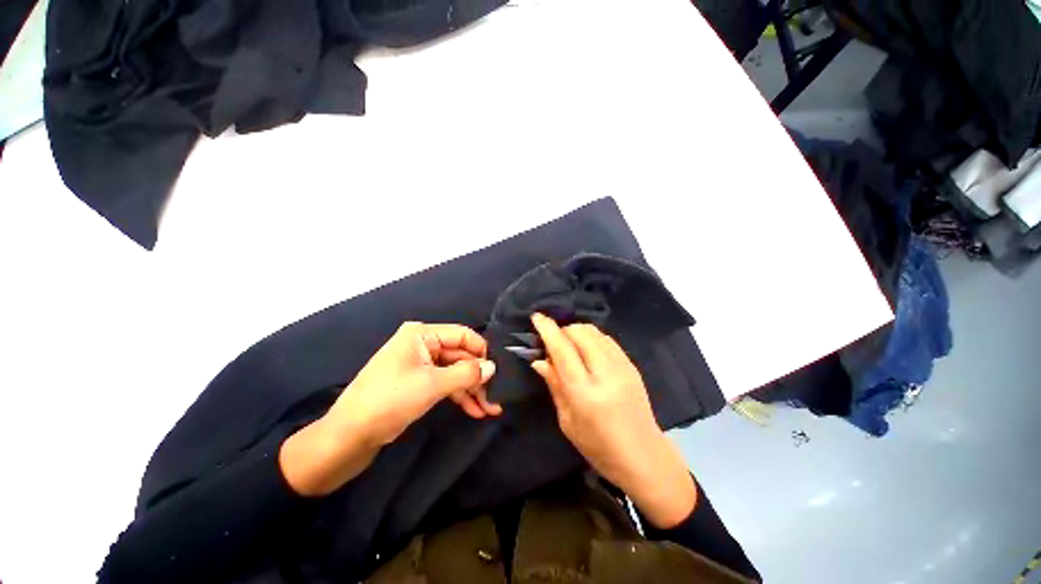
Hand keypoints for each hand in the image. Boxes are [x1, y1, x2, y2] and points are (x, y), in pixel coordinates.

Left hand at [280, 322, 498, 495]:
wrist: (347, 437)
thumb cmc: (389, 400)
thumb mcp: (432, 384)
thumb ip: (466, 373)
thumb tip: (492, 367)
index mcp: (422, 334)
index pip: (463, 335)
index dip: (482, 352)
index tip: (498, 371)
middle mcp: (423, 345)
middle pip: (460, 356)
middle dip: (478, 377)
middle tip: (496, 398)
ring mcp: (420, 365)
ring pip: (454, 372)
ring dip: (471, 390)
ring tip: (490, 409)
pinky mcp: (418, 383)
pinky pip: (445, 384)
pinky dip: (459, 396)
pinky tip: (474, 411)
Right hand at [530, 313, 696, 527]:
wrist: (645, 456)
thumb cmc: (598, 447)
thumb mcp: (567, 421)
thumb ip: (554, 385)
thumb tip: (538, 359)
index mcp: (584, 392)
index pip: (562, 349)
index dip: (547, 329)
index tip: (536, 317)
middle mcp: (605, 373)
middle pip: (579, 333)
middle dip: (562, 330)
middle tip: (552, 341)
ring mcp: (622, 366)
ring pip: (594, 332)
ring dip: (576, 331)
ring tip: (568, 345)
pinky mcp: (631, 365)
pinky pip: (607, 339)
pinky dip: (592, 337)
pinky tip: (587, 349)